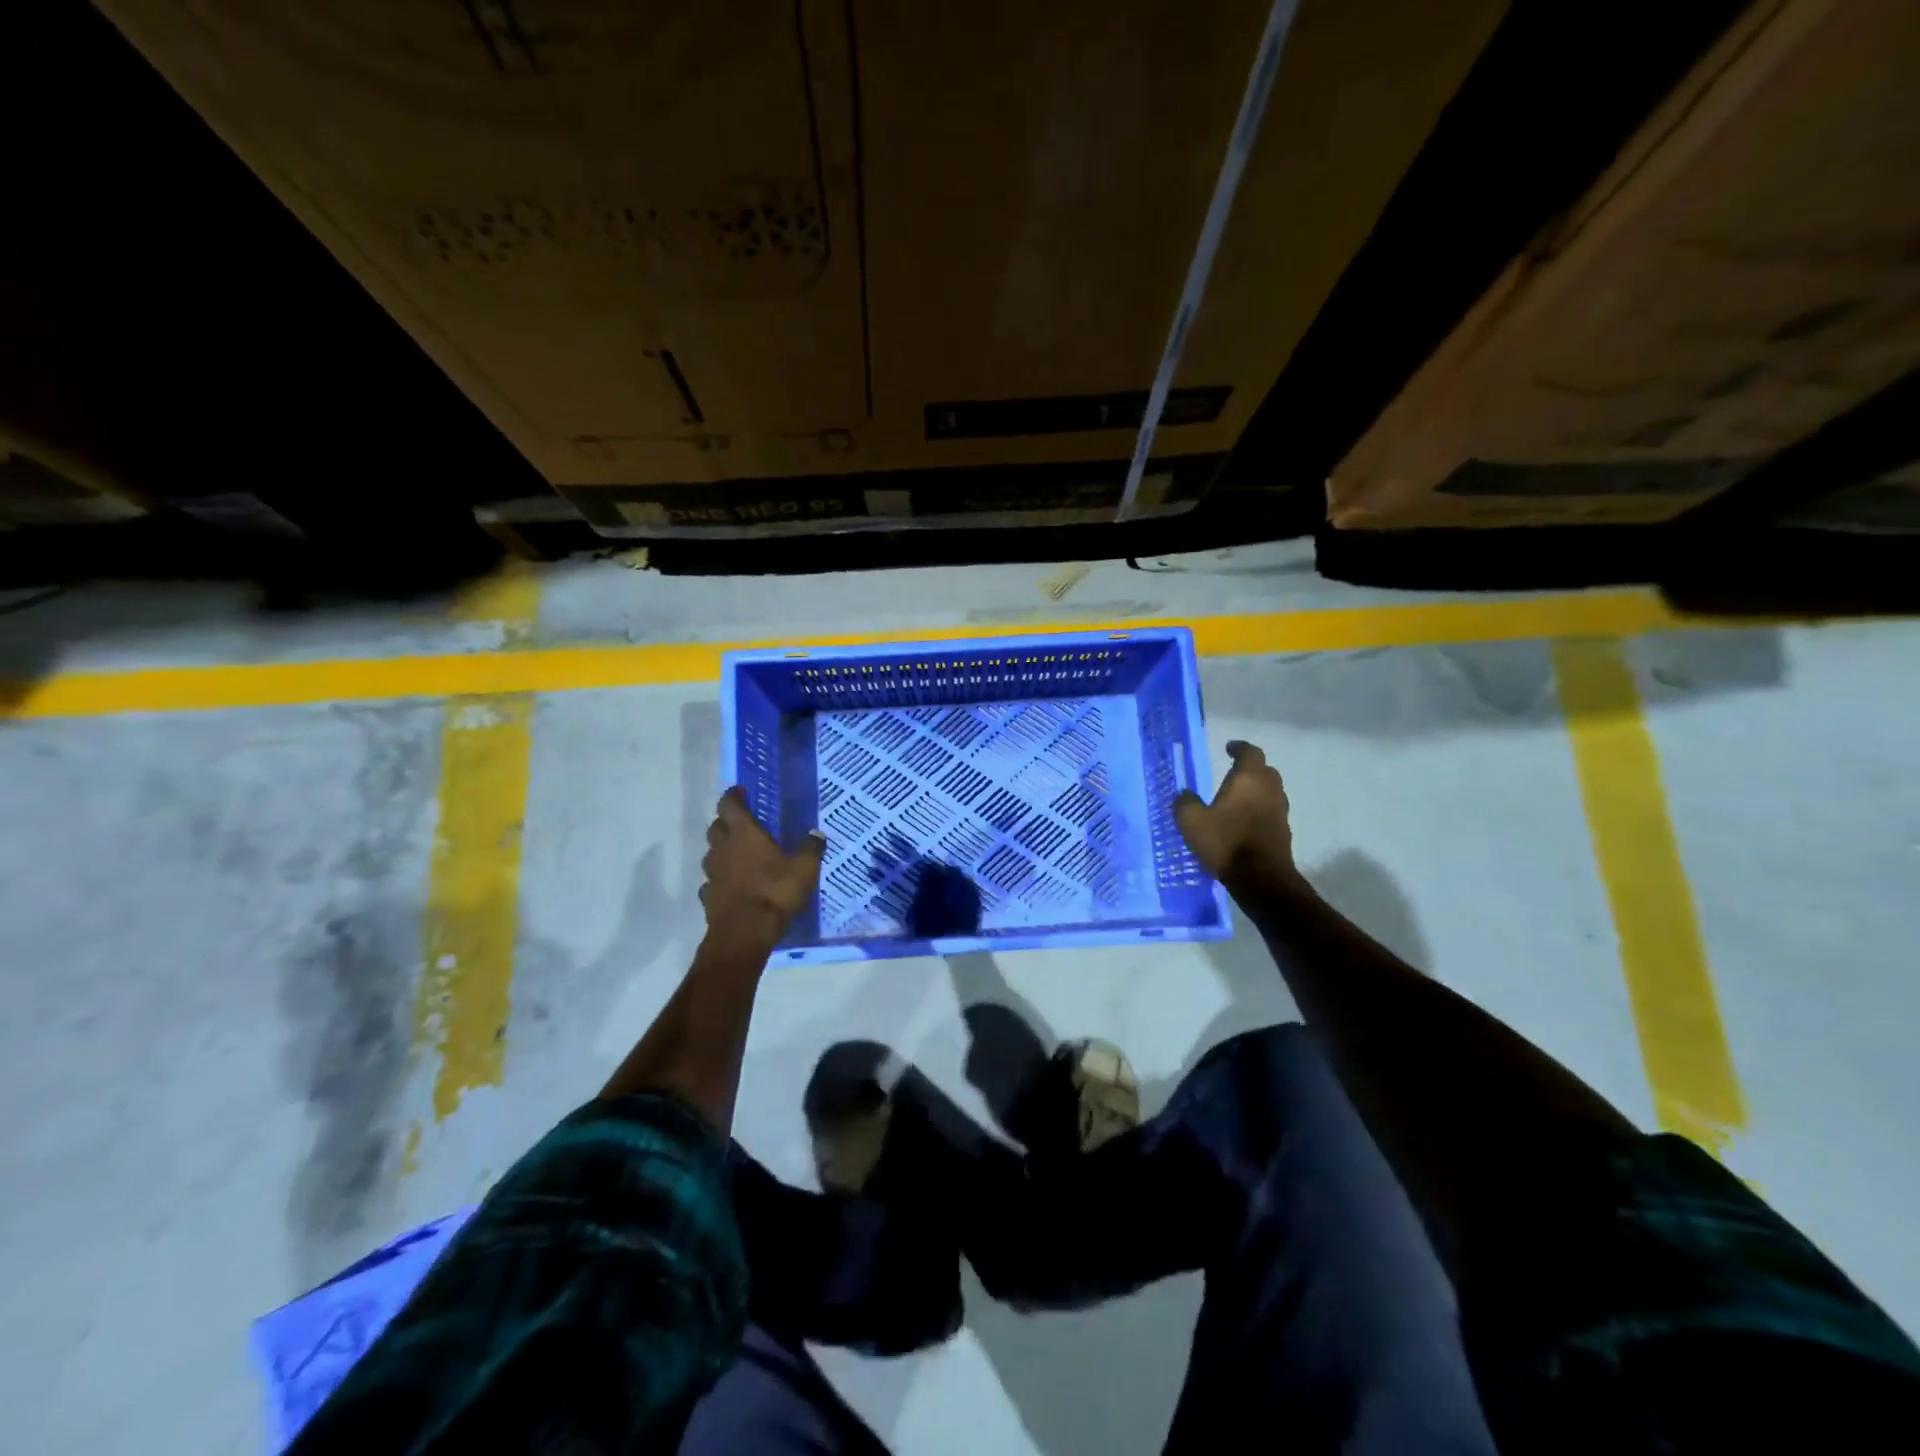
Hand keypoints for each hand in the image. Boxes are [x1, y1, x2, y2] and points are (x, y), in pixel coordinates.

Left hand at [700, 787, 825, 948]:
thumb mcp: (804, 869)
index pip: (729, 805)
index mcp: (744, 834)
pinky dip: (720, 879)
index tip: (740, 792)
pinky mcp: (708, 897)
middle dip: (726, 822)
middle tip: (742, 824)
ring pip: (712, 853)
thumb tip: (817, 834)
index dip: (733, 796)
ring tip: (738, 855)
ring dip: (722, 850)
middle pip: (716, 827)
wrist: (744, 933)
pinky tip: (731, 885)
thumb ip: (810, 849)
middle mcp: (723, 848)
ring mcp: (712, 873)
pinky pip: (711, 881)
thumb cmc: (775, 892)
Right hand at [1174, 741, 1297, 883]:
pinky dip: (1259, 809)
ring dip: (1256, 790)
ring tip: (1238, 798)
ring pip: (1270, 791)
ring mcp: (1280, 811)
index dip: (1239, 748)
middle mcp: (1269, 789)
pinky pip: (1271, 810)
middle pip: (1264, 770)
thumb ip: (1184, 803)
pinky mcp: (1283, 831)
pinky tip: (1244, 821)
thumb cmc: (1226, 842)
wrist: (1261, 878)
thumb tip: (1184, 794)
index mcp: (1248, 779)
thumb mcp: (1192, 822)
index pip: (1250, 752)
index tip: (1228, 748)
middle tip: (1233, 773)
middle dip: (1250, 768)